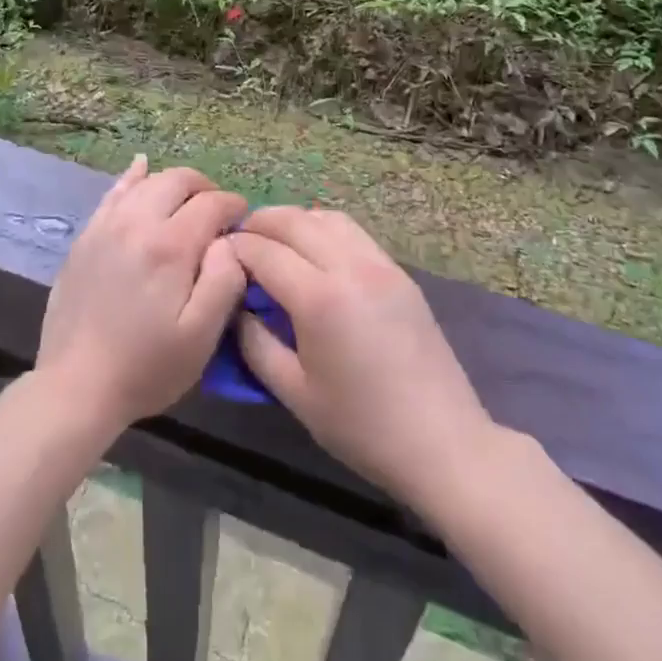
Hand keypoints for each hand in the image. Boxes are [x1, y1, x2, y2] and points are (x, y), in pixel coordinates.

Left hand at [36, 156, 248, 435]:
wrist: (75, 385)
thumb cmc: (146, 367)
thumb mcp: (201, 336)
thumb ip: (224, 280)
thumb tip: (230, 241)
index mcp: (170, 245)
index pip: (211, 203)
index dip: (234, 206)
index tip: (244, 221)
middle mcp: (137, 221)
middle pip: (179, 180)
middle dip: (205, 189)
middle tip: (218, 214)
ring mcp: (106, 224)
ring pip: (147, 181)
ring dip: (173, 184)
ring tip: (187, 203)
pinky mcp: (86, 235)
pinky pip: (113, 192)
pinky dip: (133, 177)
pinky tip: (141, 168)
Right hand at [230, 208, 496, 505]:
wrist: (443, 443)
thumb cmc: (362, 427)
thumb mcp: (295, 393)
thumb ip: (255, 343)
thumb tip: (236, 306)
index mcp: (319, 298)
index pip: (264, 251)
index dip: (236, 248)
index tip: (218, 254)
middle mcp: (349, 267)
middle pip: (293, 221)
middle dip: (260, 223)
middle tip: (240, 240)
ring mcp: (379, 264)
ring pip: (326, 217)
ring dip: (294, 221)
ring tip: (276, 241)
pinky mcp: (398, 271)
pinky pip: (352, 231)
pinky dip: (324, 228)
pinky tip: (315, 252)